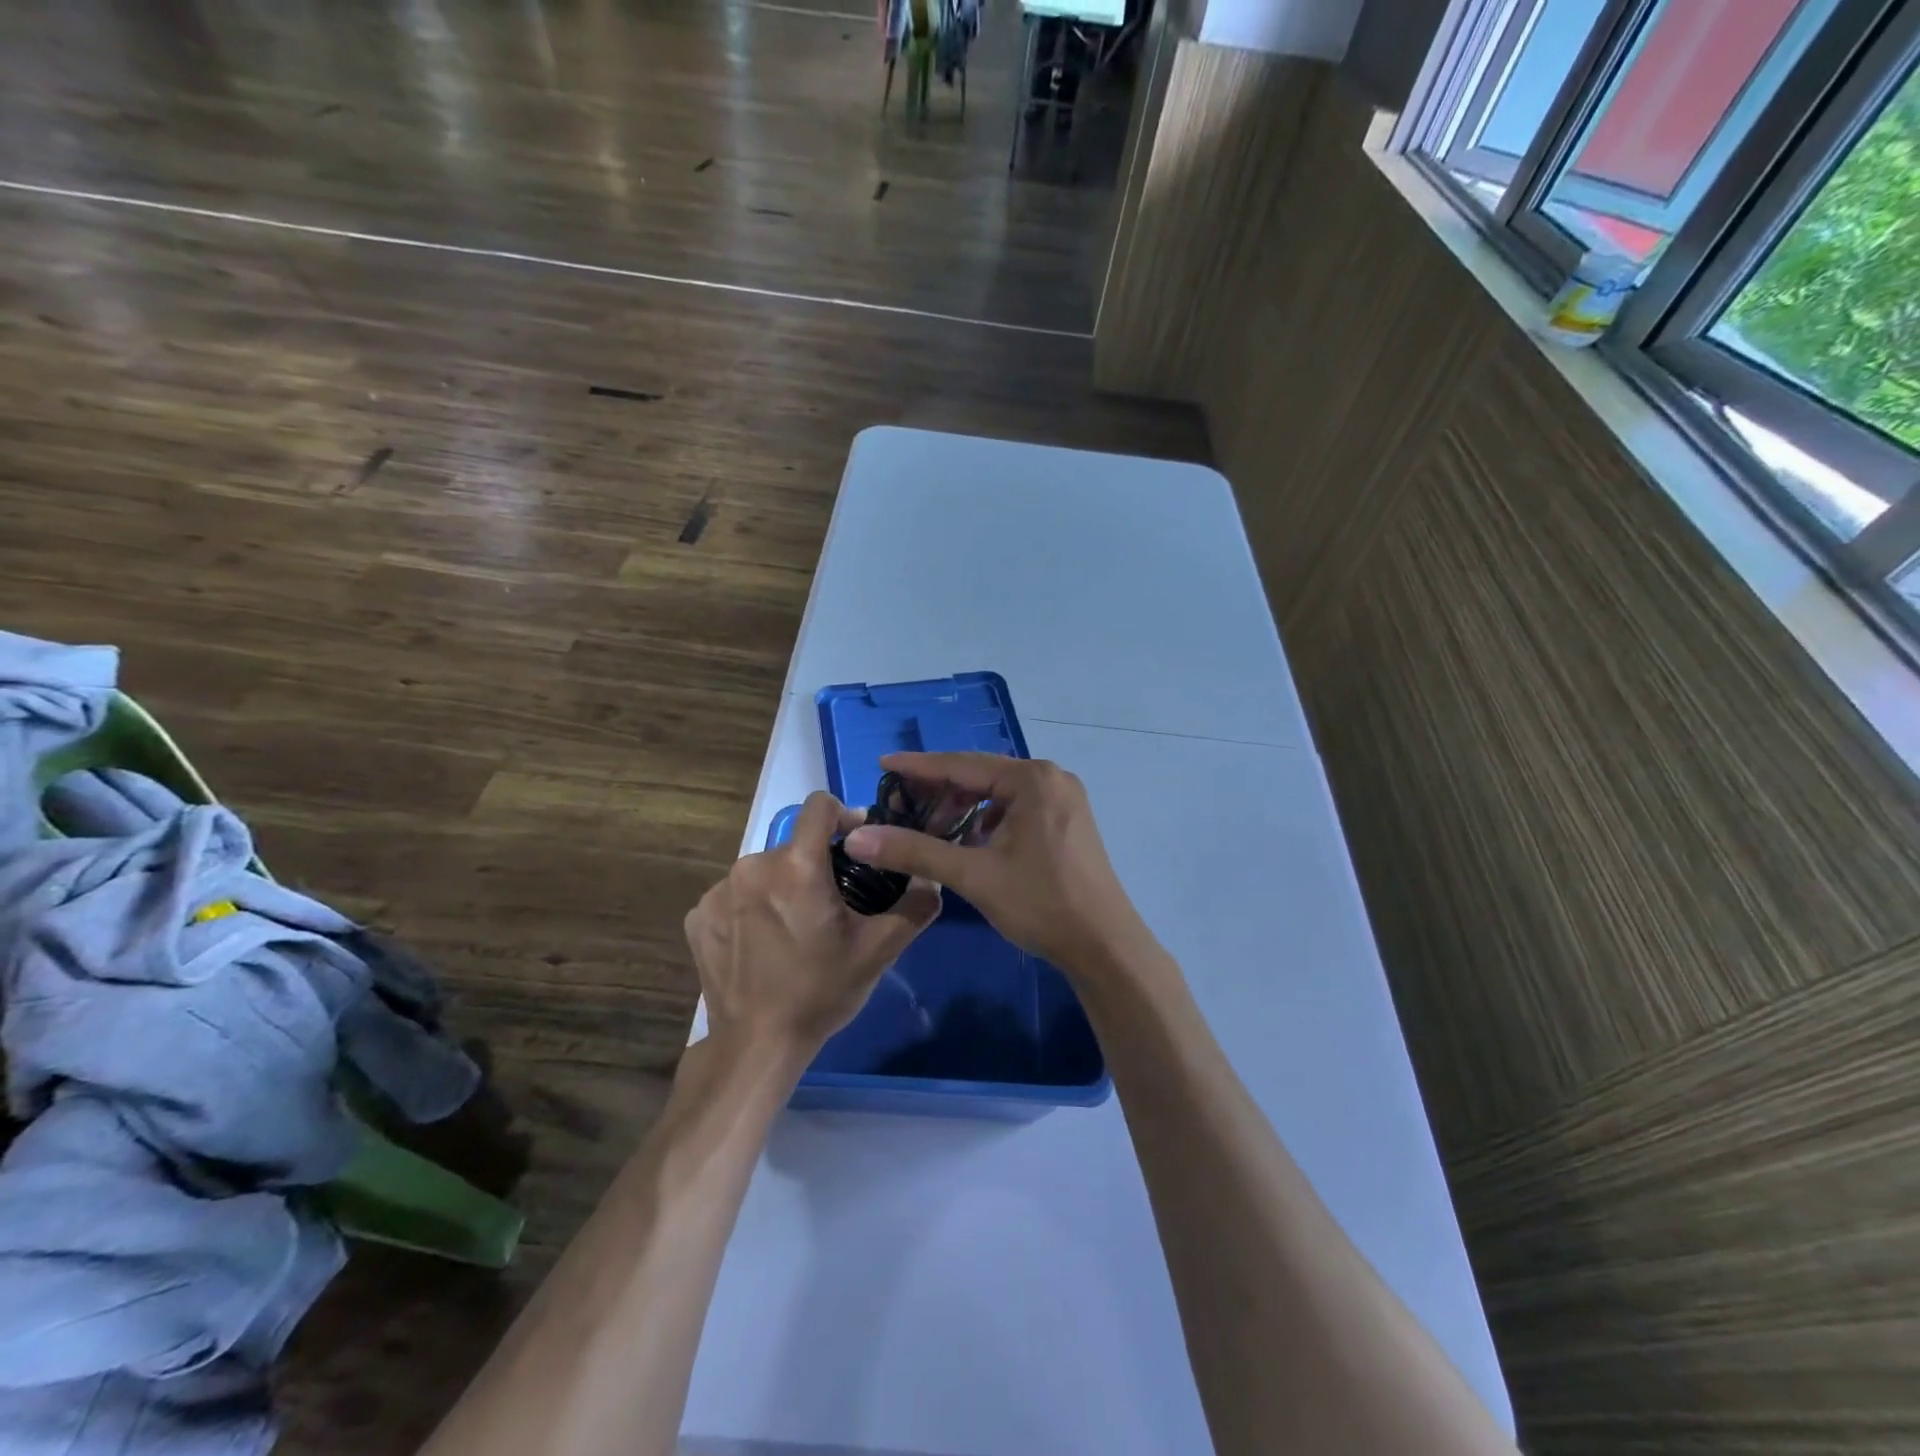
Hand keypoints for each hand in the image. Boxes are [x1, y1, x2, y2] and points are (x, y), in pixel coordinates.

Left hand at [686, 791, 940, 1066]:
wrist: (756, 1045)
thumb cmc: (820, 992)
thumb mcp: (878, 951)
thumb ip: (913, 907)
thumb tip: (931, 879)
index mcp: (796, 866)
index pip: (819, 806)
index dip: (843, 816)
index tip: (856, 843)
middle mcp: (751, 866)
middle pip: (793, 847)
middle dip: (815, 866)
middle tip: (832, 906)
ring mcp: (718, 892)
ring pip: (763, 872)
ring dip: (782, 887)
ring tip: (795, 929)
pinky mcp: (698, 916)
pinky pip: (734, 896)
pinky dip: (752, 910)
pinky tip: (763, 944)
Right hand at [842, 752, 1145, 974]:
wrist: (1104, 945)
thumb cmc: (1041, 903)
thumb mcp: (973, 875)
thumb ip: (915, 851)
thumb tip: (858, 838)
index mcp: (1031, 779)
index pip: (961, 764)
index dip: (918, 766)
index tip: (882, 764)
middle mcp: (1050, 778)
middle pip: (981, 775)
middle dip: (941, 792)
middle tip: (903, 808)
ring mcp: (1063, 799)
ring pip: (999, 794)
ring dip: (964, 809)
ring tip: (933, 832)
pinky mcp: (1068, 820)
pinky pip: (1017, 808)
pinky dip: (989, 821)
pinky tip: (971, 843)